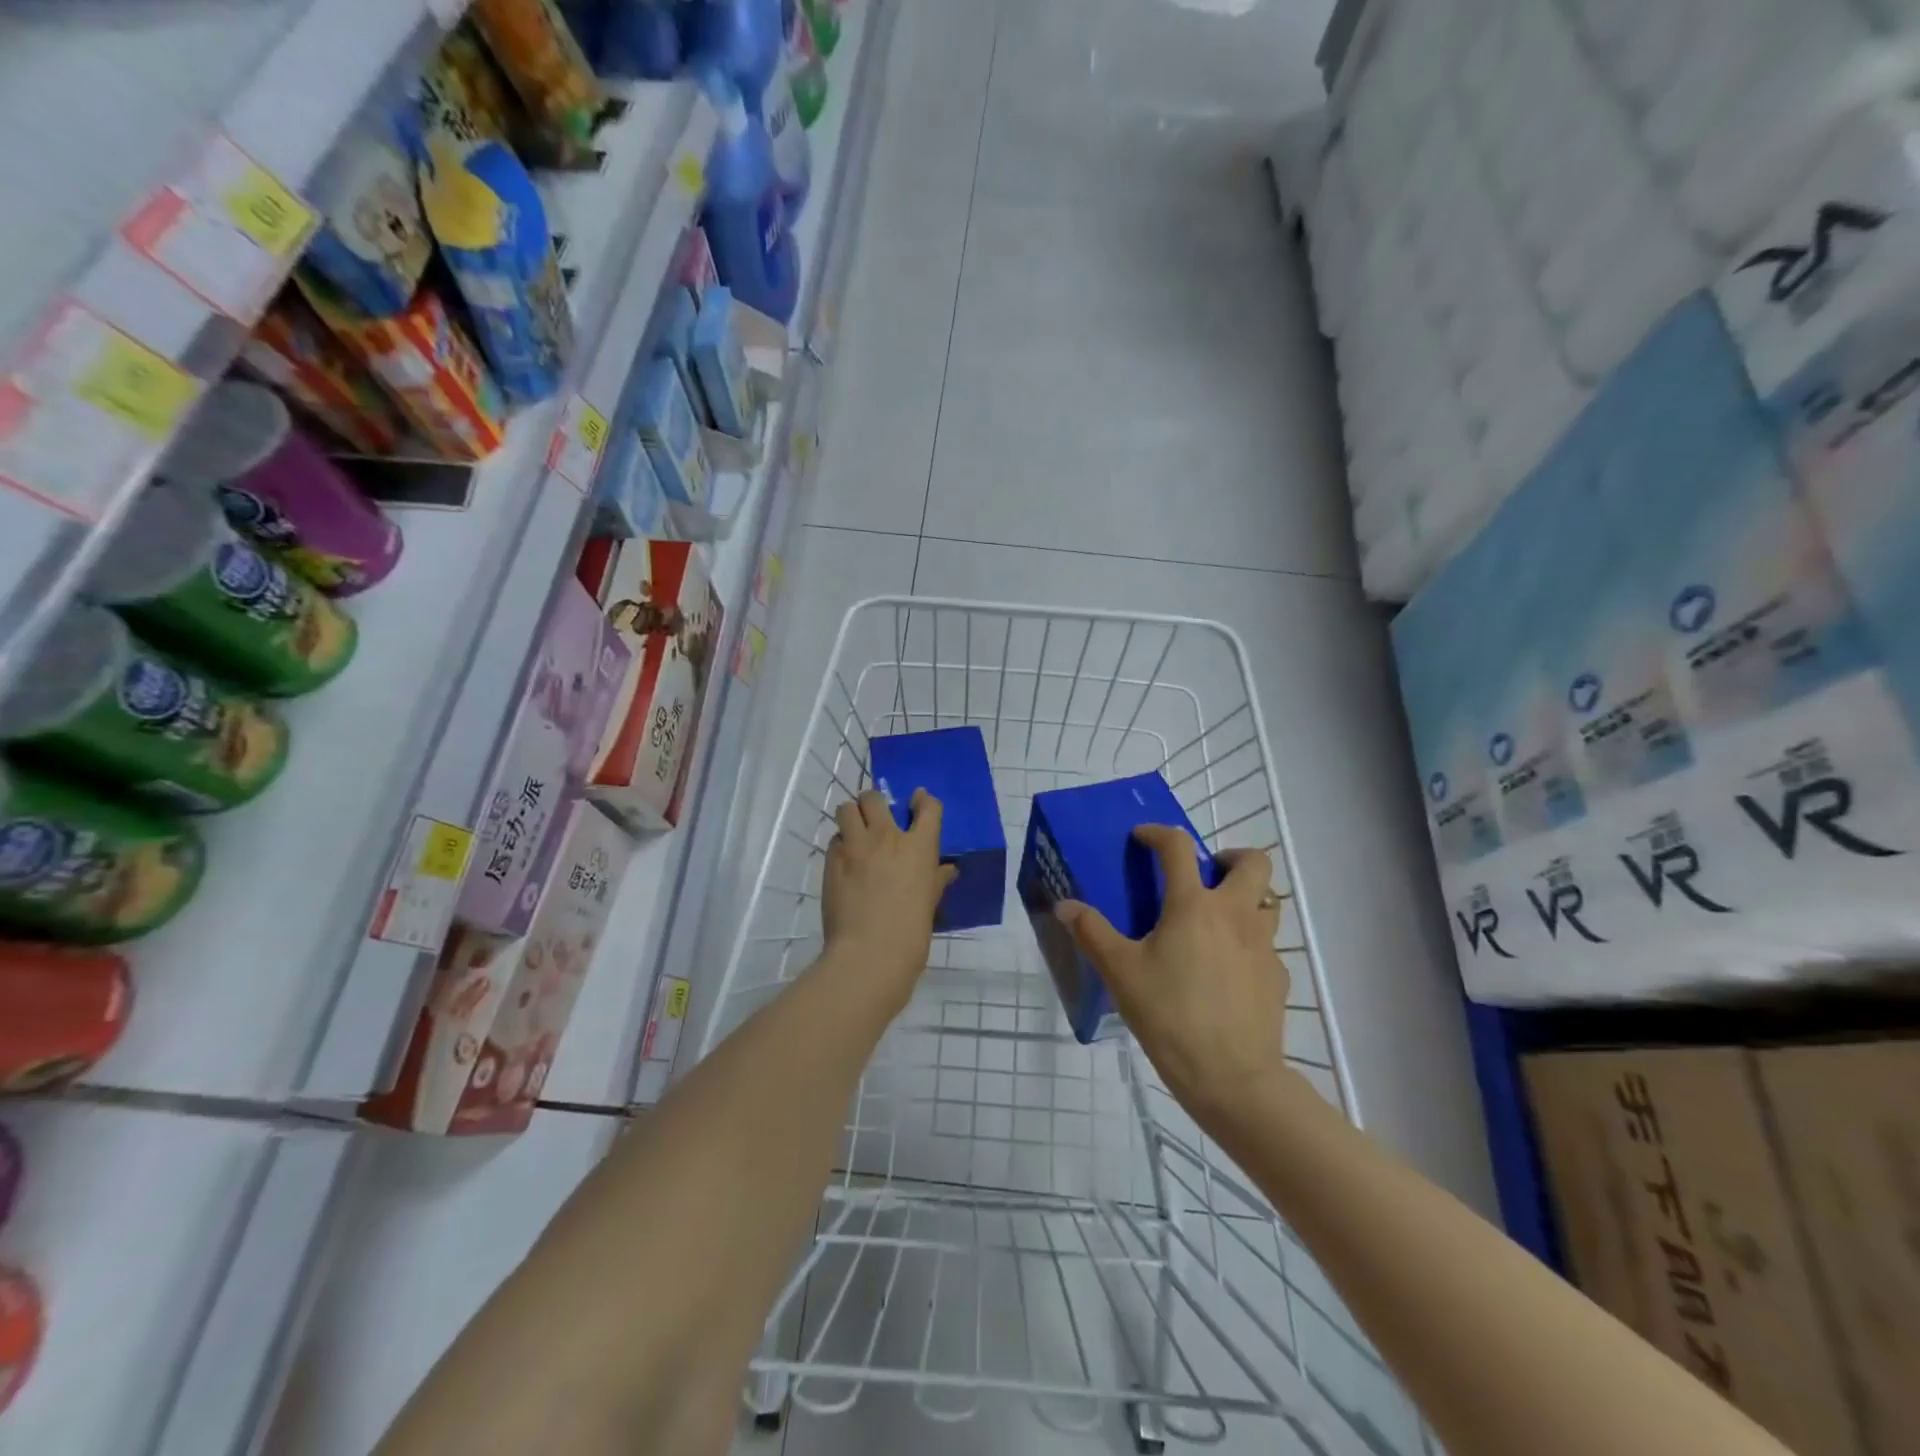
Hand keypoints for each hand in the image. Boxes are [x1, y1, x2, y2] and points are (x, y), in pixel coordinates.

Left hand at [821, 788, 955, 1009]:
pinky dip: (840, 845)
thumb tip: (947, 870)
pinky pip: (834, 840)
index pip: (929, 807)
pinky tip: (845, 862)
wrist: (871, 952)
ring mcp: (856, 846)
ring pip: (847, 809)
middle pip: (875, 798)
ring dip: (852, 816)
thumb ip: (937, 879)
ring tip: (855, 833)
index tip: (918, 800)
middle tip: (876, 819)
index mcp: (919, 847)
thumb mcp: (930, 902)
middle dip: (875, 803)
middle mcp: (887, 837)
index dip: (924, 800)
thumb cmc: (911, 932)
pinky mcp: (832, 860)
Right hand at [1056, 826, 1289, 1127]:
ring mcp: (1264, 945)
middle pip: (1253, 862)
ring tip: (1216, 920)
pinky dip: (1249, 942)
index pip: (1179, 847)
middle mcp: (1235, 914)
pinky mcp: (1277, 977)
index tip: (1143, 838)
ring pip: (1267, 900)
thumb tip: (1066, 905)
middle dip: (1230, 857)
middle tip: (1204, 875)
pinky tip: (1226, 971)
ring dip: (1246, 897)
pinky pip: (1267, 944)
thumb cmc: (1170, 1016)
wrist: (1232, 1077)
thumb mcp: (1120, 973)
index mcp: (1194, 905)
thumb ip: (1092, 933)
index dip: (1158, 834)